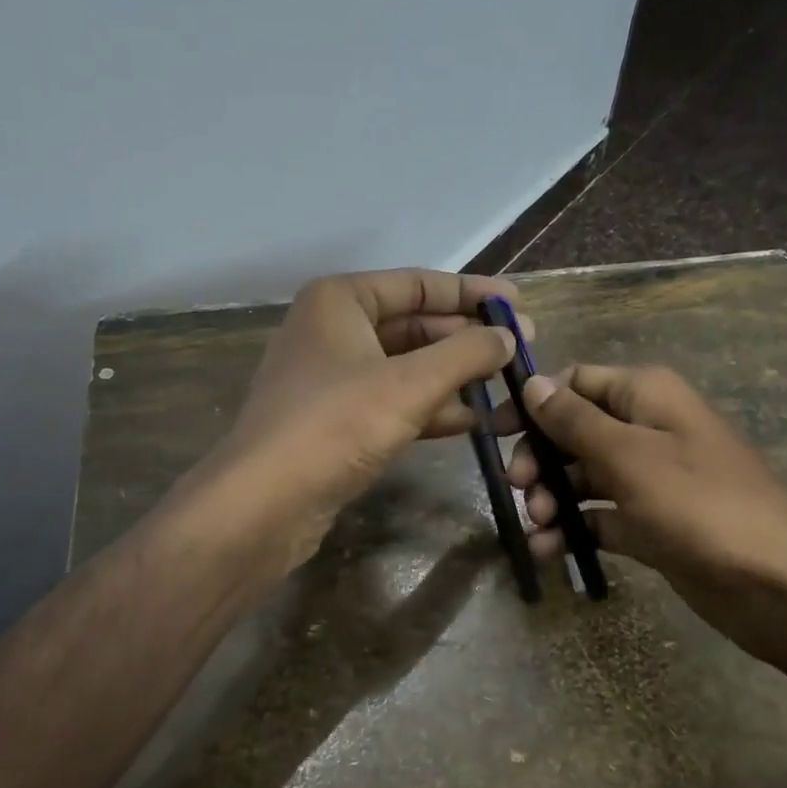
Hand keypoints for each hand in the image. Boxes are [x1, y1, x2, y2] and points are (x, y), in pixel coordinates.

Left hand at [199, 269, 522, 566]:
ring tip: (508, 387)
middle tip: (522, 349)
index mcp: (341, 300)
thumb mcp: (410, 383)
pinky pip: (394, 401)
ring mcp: (333, 377)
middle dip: (467, 339)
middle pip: (415, 324)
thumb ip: (466, 353)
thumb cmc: (336, 424)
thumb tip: (508, 336)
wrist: (265, 504)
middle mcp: (333, 330)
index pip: (419, 283)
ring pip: (407, 366)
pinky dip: (432, 407)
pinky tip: (474, 420)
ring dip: (455, 377)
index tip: (518, 304)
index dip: (472, 293)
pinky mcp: (336, 420)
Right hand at [507, 365, 786, 659]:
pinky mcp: (652, 523)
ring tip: (538, 526)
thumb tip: (532, 382)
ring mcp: (650, 479)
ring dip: (553, 497)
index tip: (495, 432)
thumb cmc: (698, 504)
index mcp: (645, 395)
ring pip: (584, 477)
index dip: (534, 402)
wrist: (777, 585)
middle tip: (520, 488)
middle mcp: (646, 428)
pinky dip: (574, 530)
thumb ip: (574, 420)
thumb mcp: (628, 456)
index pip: (576, 381)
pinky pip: (601, 517)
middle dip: (541, 458)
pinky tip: (547, 551)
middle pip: (574, 431)